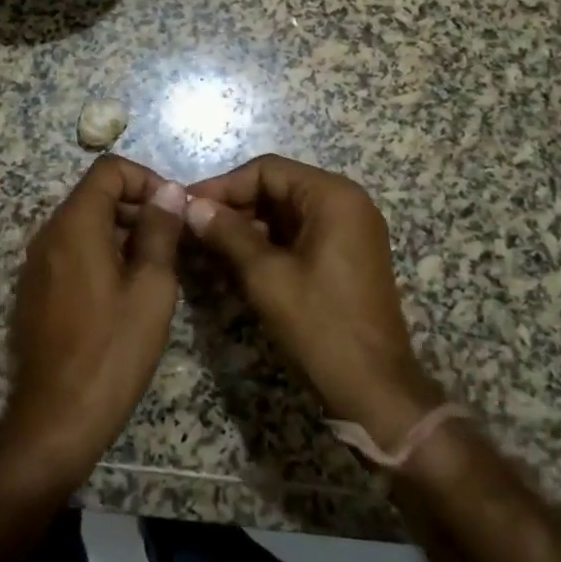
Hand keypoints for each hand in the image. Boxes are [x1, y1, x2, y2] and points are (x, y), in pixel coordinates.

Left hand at [0, 155, 184, 485]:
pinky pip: (72, 252)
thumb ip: (160, 230)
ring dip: (122, 232)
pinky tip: (126, 292)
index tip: (174, 209)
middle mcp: (49, 234)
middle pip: (95, 195)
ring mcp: (37, 264)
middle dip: (137, 207)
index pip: (108, 170)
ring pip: (85, 225)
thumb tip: (168, 191)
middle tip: (174, 240)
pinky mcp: (35, 291)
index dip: (146, 179)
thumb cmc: (112, 350)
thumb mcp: (151, 287)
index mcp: (75, 224)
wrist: (56, 419)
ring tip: (157, 267)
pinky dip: (102, 254)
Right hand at [185, 155, 444, 448]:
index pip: (267, 170)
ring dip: (246, 228)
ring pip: (285, 215)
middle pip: (277, 189)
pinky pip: (299, 237)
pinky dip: (267, 246)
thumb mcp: (266, 277)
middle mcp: (346, 204)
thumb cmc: (320, 326)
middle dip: (234, 208)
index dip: (223, 186)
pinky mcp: (346, 258)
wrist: (374, 390)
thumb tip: (191, 207)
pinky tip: (234, 265)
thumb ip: (228, 234)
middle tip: (192, 229)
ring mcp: (349, 232)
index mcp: (333, 196)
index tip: (186, 206)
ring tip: (205, 248)